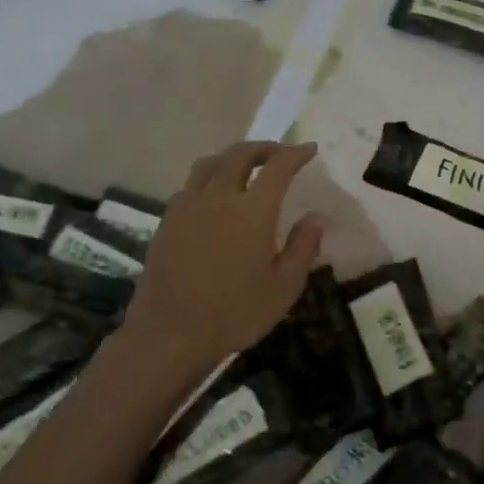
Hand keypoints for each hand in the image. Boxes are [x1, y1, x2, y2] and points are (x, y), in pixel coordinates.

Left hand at [118, 141, 324, 386]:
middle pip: (240, 155)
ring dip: (233, 157)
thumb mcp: (284, 286)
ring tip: (248, 167)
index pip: (278, 167)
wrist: (169, 335)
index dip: (296, 154)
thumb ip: (303, 246)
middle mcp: (218, 198)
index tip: (309, 149)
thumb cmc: (235, 313)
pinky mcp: (167, 221)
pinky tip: (217, 196)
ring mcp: (187, 207)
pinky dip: (211, 177)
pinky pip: (191, 184)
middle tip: (281, 154)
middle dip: (264, 148)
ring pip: (210, 163)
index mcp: (252, 211)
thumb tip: (317, 217)